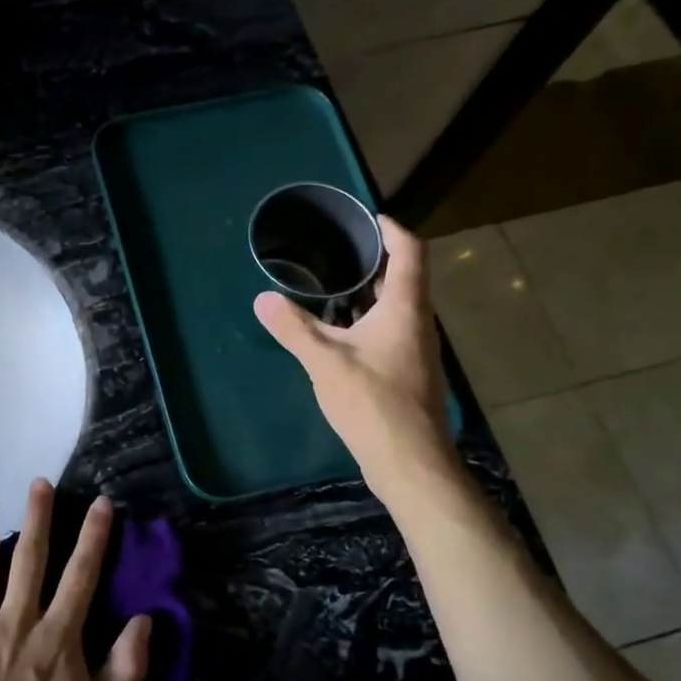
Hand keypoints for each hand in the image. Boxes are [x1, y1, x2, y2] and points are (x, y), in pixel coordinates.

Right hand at [254, 213, 458, 497]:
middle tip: (336, 249)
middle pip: (404, 276)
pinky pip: (389, 329)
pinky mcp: (407, 371)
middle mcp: (417, 322)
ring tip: (330, 284)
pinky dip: (366, 318)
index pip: (410, 252)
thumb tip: (263, 298)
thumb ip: (293, 328)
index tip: (366, 219)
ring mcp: (415, 349)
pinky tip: (338, 330)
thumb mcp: (324, 362)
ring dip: (369, 291)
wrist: (409, 461)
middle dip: (374, 259)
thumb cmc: (373, 402)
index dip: (392, 230)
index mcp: (405, 309)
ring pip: (396, 306)